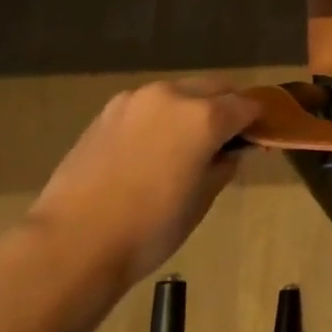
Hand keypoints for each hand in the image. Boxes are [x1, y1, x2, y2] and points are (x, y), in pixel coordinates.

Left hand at [27, 79, 259, 291]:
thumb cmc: (150, 228)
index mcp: (205, 116)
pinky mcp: (108, 111)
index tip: (259, 138)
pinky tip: (152, 147)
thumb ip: (224, 164)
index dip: (258, 121)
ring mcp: (136, 99)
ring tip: (186, 143)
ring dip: (193, 107)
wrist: (72, 243)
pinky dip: (162, 116)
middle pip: (215, 87)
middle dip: (227, 106)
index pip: (247, 105)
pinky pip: (149, 104)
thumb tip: (231, 151)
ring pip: (180, 92)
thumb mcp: (203, 199)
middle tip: (227, 138)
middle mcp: (174, 95)